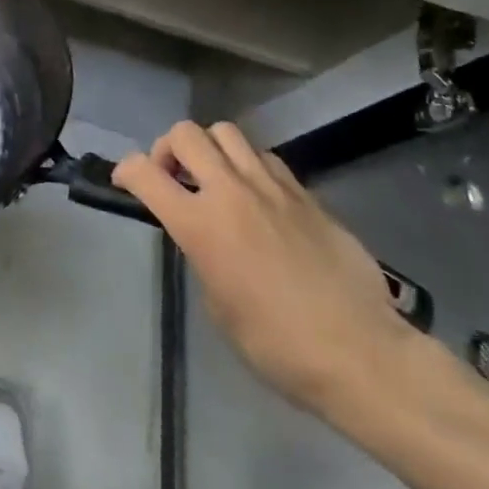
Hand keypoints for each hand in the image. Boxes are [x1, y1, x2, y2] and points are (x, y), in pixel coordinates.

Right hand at [114, 120, 421, 416]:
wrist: (362, 356)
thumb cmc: (278, 346)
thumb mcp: (217, 305)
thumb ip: (202, 254)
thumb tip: (205, 237)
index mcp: (200, 225)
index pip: (143, 172)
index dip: (125, 171)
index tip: (125, 183)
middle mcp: (231, 192)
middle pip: (185, 133)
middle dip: (168, 149)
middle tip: (174, 178)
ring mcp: (272, 187)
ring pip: (226, 132)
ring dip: (211, 150)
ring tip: (217, 179)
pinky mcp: (306, 194)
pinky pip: (266, 158)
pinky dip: (250, 166)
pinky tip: (259, 198)